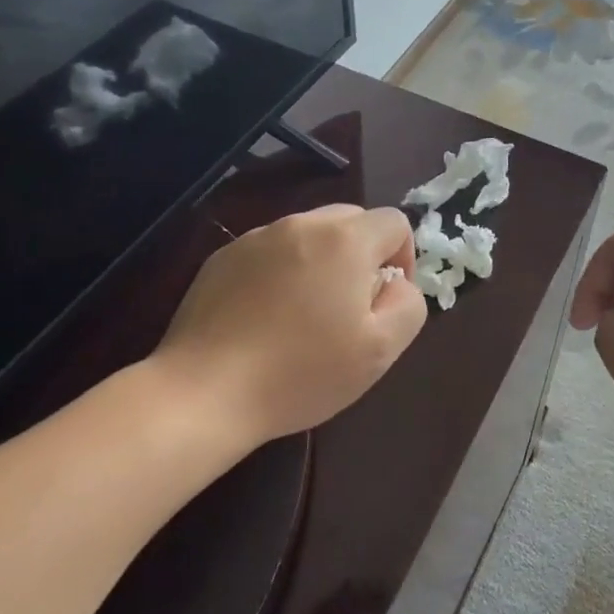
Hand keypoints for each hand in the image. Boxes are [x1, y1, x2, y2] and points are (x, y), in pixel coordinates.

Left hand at [147, 204, 425, 446]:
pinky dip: (281, 272)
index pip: (395, 222)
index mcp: (345, 240)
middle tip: (350, 307)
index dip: (403, 257)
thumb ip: (408, 304)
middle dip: (362, 256)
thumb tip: (398, 282)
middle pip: (352, 221)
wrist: (204, 392)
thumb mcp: (380, 349)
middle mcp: (302, 224)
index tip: (385, 300)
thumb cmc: (302, 372)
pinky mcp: (223, 257)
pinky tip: (266, 318)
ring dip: (321, 262)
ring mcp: (258, 237)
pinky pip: (271, 251)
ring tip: (306, 315)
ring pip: (309, 235)